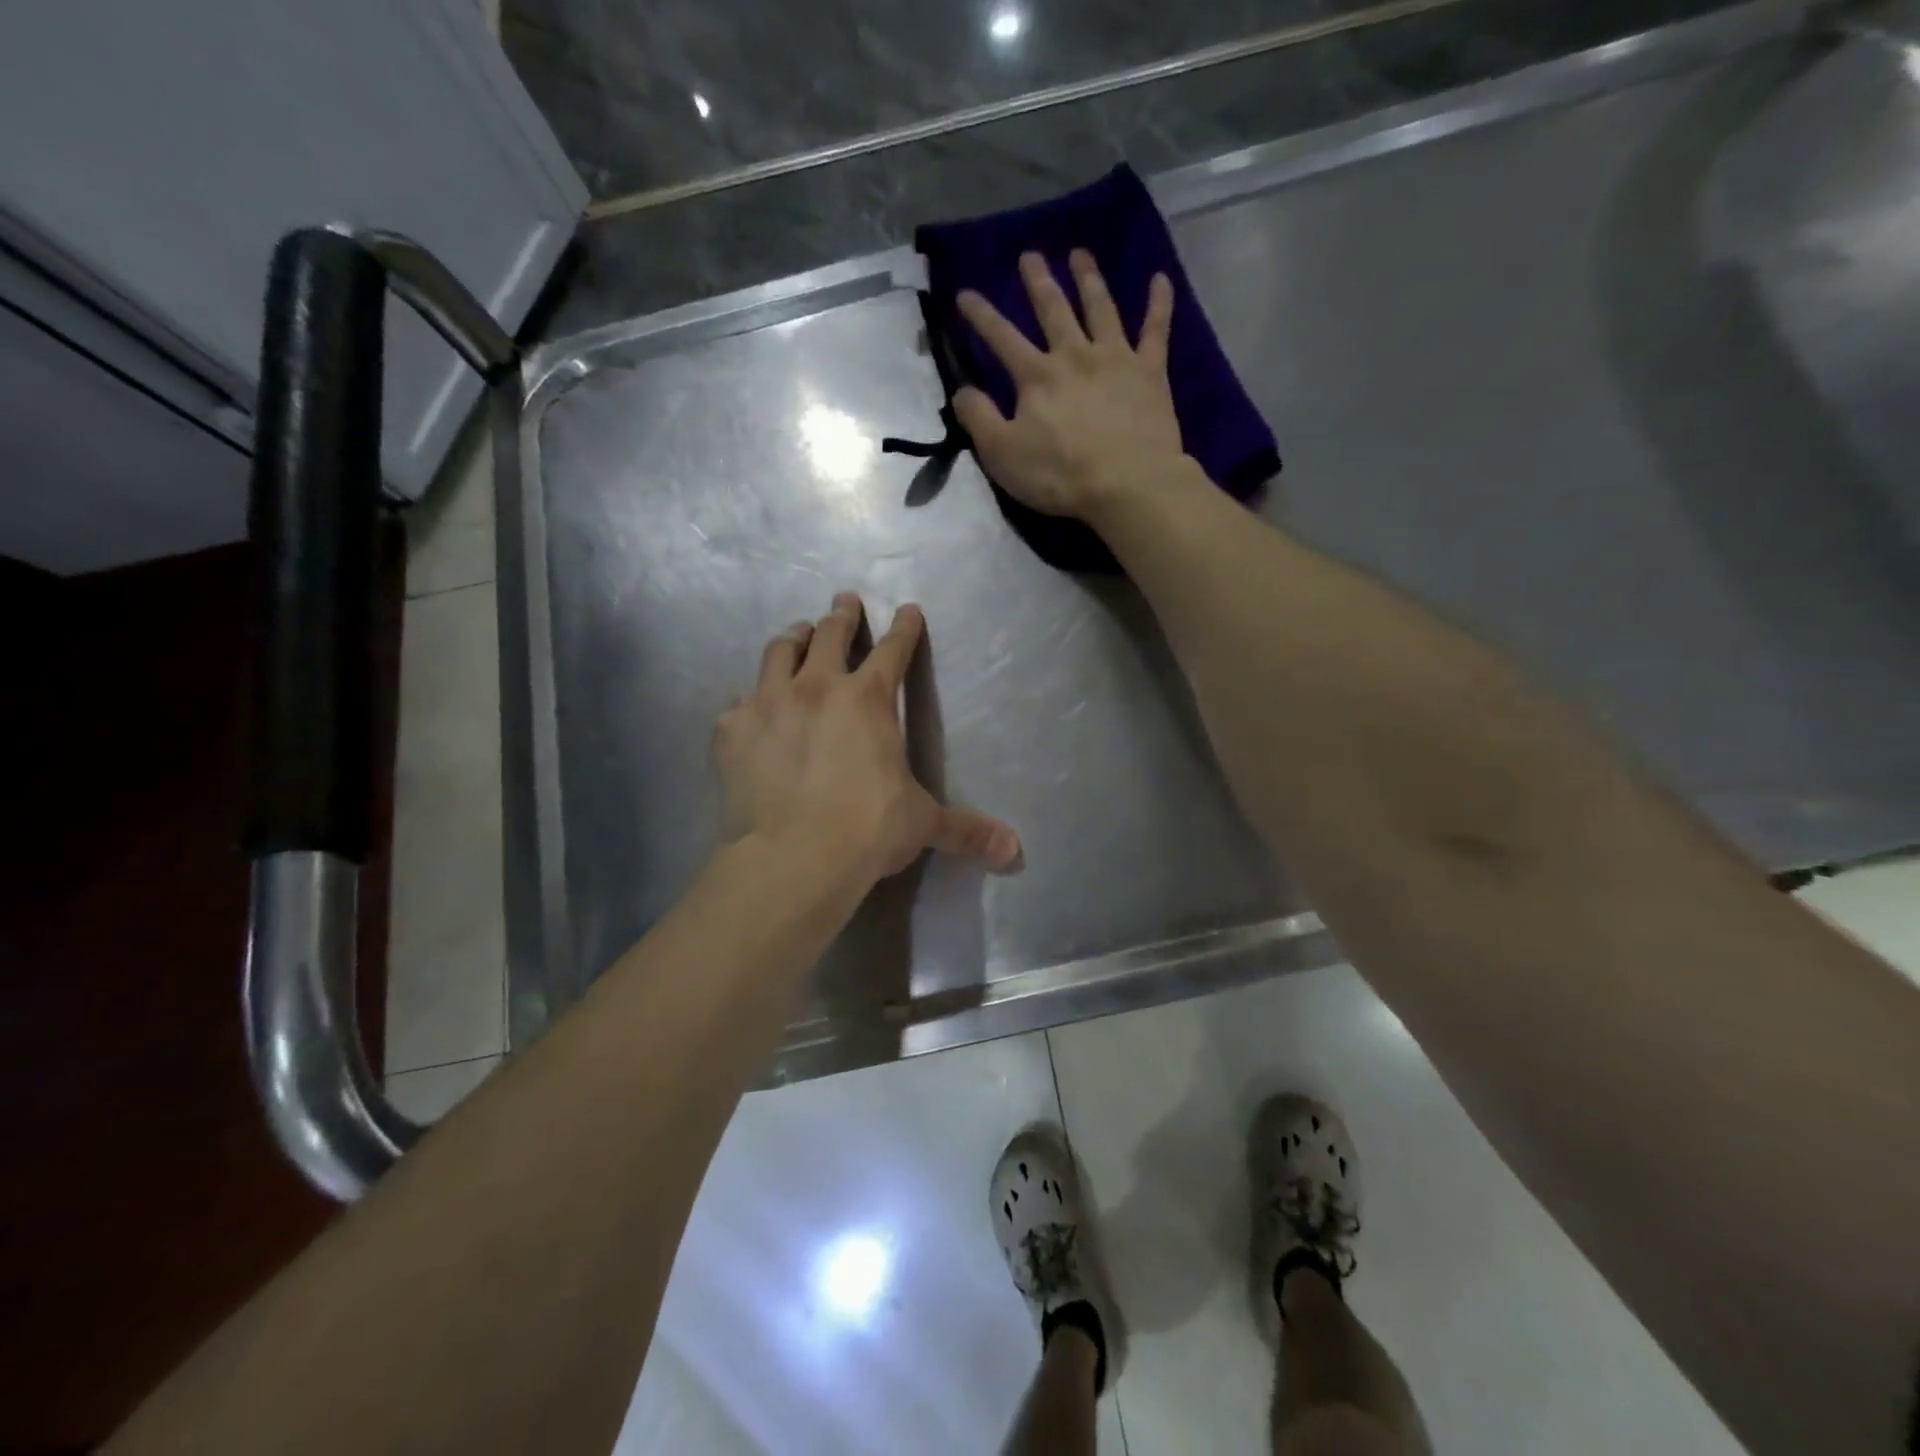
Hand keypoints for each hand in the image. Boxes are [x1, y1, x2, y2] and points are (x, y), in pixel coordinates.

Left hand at [714, 592, 1023, 886]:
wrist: (793, 856)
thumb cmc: (867, 830)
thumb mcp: (923, 824)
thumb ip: (967, 831)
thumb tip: (1016, 854)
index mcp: (869, 700)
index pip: (894, 650)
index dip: (904, 628)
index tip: (907, 609)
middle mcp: (818, 687)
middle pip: (831, 634)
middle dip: (842, 614)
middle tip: (844, 600)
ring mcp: (769, 703)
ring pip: (779, 651)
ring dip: (793, 637)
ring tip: (797, 632)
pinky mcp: (732, 729)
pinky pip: (737, 701)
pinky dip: (748, 698)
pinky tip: (747, 705)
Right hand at [953, 249, 1184, 521]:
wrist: (1128, 484)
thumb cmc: (1060, 475)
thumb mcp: (1003, 454)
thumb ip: (979, 419)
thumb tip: (961, 391)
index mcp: (1037, 376)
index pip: (1001, 337)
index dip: (981, 315)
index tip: (965, 293)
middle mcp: (1075, 355)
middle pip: (1054, 310)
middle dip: (1038, 282)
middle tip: (1030, 255)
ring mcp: (1116, 358)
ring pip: (1100, 308)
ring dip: (1088, 278)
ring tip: (1080, 254)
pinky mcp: (1150, 372)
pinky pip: (1156, 330)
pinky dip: (1158, 303)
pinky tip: (1160, 278)